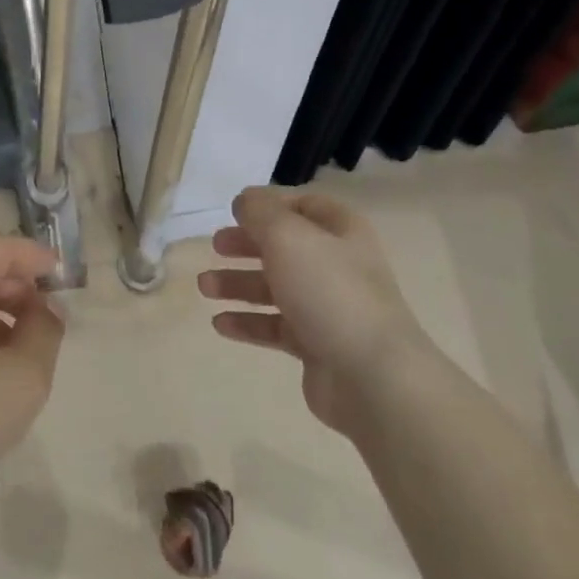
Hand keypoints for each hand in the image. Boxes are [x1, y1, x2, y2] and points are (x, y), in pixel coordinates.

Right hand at [198, 187, 422, 437]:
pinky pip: (276, 327)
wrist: (373, 377)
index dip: (271, 205)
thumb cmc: (329, 291)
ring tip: (205, 287)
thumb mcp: (288, 236)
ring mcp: (329, 308)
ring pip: (276, 288)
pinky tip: (220, 324)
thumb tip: (245, 201)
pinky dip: (248, 323)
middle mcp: (338, 265)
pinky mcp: (318, 346)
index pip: (305, 206)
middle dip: (247, 245)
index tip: (236, 211)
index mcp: (341, 232)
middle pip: (285, 247)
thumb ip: (260, 212)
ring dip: (239, 284)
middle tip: (215, 246)